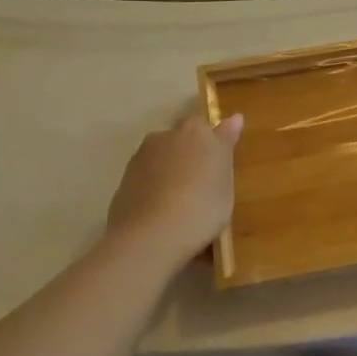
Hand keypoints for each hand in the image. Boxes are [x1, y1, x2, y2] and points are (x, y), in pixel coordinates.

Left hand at [106, 113, 242, 268]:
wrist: (151, 236)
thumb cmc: (202, 205)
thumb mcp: (226, 180)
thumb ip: (226, 146)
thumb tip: (234, 118)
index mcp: (194, 131)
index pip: (204, 126)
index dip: (211, 144)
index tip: (218, 163)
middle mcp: (163, 137)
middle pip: (179, 142)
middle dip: (188, 157)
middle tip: (202, 187)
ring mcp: (139, 160)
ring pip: (161, 162)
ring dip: (170, 175)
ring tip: (181, 206)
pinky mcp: (122, 184)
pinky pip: (146, 182)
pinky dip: (154, 192)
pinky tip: (162, 216)